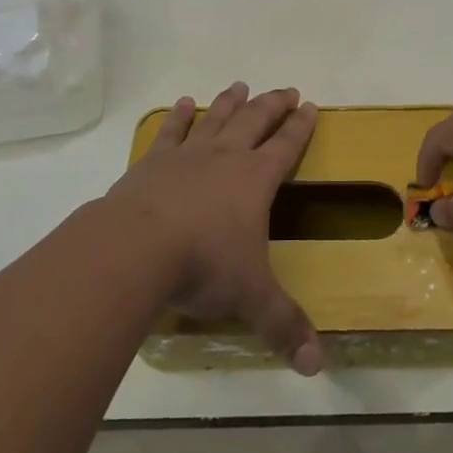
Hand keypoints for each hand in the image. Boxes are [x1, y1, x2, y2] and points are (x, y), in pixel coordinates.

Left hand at [106, 82, 323, 375]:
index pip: (286, 146)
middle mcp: (225, 157)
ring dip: (230, 102)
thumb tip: (317, 366)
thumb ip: (283, 325)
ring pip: (216, 120)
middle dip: (272, 105)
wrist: (136, 248)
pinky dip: (179, 116)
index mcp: (255, 179)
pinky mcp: (152, 162)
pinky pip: (171, 132)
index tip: (310, 105)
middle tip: (286, 90)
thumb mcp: (250, 297)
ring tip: (240, 85)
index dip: (300, 126)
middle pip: (254, 121)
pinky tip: (183, 103)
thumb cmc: (202, 265)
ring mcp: (187, 155)